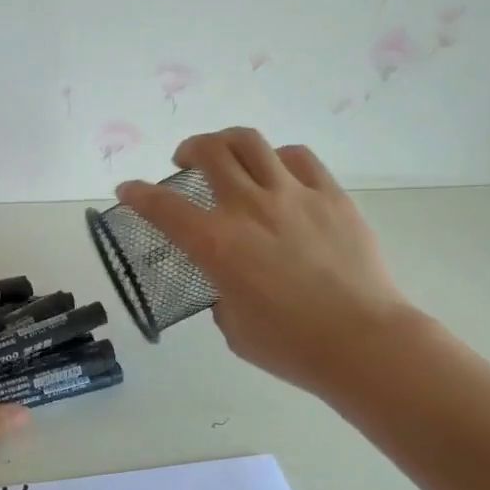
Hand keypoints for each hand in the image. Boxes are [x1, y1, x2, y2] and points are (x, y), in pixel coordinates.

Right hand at [114, 129, 417, 399]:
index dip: (138, 194)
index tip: (127, 189)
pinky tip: (279, 173)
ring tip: (228, 156)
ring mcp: (293, 195)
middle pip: (210, 152)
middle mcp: (249, 208)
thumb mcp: (234, 327)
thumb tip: (230, 282)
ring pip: (251, 142)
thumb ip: (222, 294)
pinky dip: (278, 158)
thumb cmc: (291, 346)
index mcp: (216, 245)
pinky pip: (298, 158)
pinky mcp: (331, 195)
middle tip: (186, 162)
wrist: (362, 341)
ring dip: (228, 143)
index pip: (163, 207)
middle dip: (188, 150)